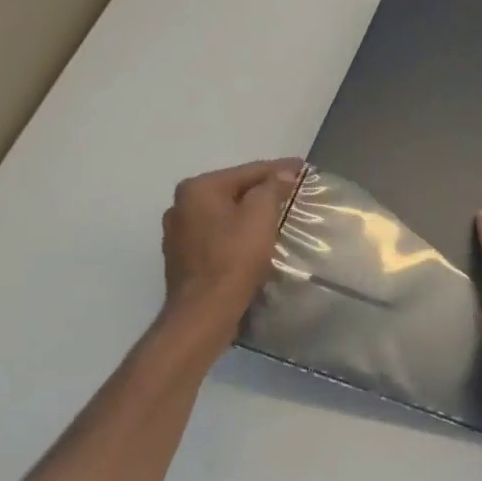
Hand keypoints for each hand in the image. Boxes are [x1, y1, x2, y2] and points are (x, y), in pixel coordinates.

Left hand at [161, 159, 301, 324]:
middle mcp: (181, 205)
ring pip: (224, 213)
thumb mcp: (260, 216)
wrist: (204, 312)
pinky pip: (216, 234)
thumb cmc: (234, 259)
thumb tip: (281, 174)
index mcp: (198, 189)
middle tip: (292, 192)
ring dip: (248, 213)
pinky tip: (252, 241)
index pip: (248, 171)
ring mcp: (177, 232)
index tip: (304, 168)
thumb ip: (272, 187)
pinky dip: (235, 232)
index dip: (280, 168)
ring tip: (276, 216)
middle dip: (263, 191)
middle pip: (233, 190)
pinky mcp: (182, 257)